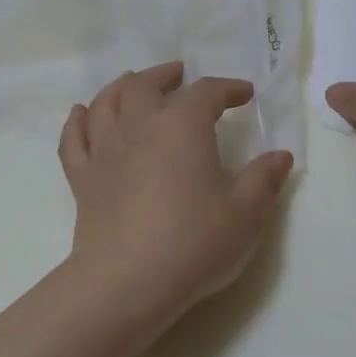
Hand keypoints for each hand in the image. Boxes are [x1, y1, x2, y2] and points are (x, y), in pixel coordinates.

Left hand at [59, 63, 295, 324]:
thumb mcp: (246, 214)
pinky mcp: (82, 178)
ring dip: (122, 87)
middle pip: (146, 85)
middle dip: (166, 76)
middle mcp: (139, 125)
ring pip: (106, 102)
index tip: (244, 95)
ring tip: (133, 83)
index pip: (206, 93)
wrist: (127, 281)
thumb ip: (264, 180)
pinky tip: (81, 113)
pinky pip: (75, 139)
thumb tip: (280, 155)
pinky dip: (77, 120)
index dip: (228, 88)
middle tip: (180, 75)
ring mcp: (104, 150)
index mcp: (182, 126)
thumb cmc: (193, 243)